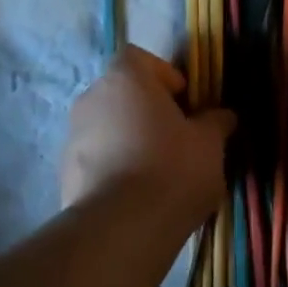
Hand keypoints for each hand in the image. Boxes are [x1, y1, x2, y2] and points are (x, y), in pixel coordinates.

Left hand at [61, 46, 235, 225]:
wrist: (121, 227)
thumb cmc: (172, 170)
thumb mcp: (209, 145)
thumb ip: (215, 123)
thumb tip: (223, 116)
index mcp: (125, 79)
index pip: (140, 59)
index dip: (165, 77)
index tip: (186, 105)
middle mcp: (90, 98)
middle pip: (122, 95)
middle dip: (147, 113)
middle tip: (176, 141)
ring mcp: (72, 136)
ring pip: (107, 129)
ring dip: (129, 142)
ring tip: (157, 175)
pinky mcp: (64, 173)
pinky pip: (96, 160)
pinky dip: (114, 169)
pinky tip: (136, 197)